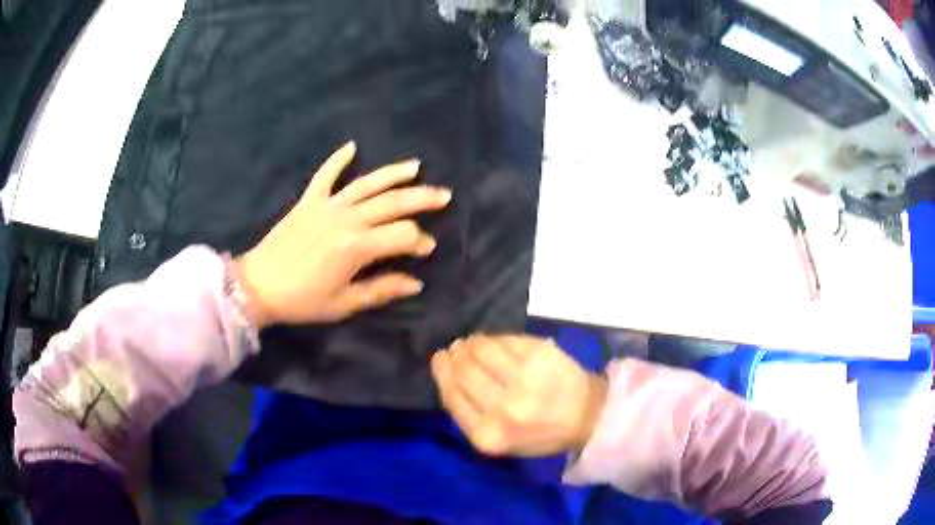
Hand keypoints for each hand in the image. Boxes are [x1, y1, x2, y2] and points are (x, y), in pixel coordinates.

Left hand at [236, 142, 450, 327]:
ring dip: (393, 174)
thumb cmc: (302, 300)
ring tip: (416, 167)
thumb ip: (381, 289)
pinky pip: (325, 175)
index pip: (402, 236)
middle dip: (422, 199)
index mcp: (357, 246)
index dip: (420, 242)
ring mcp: (327, 206)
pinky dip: (337, 159)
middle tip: (445, 195)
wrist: (257, 286)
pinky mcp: (308, 201)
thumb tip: (416, 283)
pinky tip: (352, 146)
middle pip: (392, 203)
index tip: (427, 250)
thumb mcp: (344, 303)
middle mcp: (346, 219)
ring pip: (367, 184)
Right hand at [431, 334, 607, 456]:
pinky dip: (494, 339)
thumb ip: (467, 412)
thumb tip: (446, 370)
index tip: (440, 359)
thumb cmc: (538, 433)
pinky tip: (494, 343)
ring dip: (472, 343)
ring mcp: (524, 378)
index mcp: (489, 435)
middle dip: (455, 355)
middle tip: (456, 349)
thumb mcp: (497, 440)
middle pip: (464, 370)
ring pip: (482, 349)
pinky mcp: (541, 354)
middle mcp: (504, 407)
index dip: (443, 372)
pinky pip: (505, 339)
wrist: (586, 416)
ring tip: (473, 344)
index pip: (452, 394)